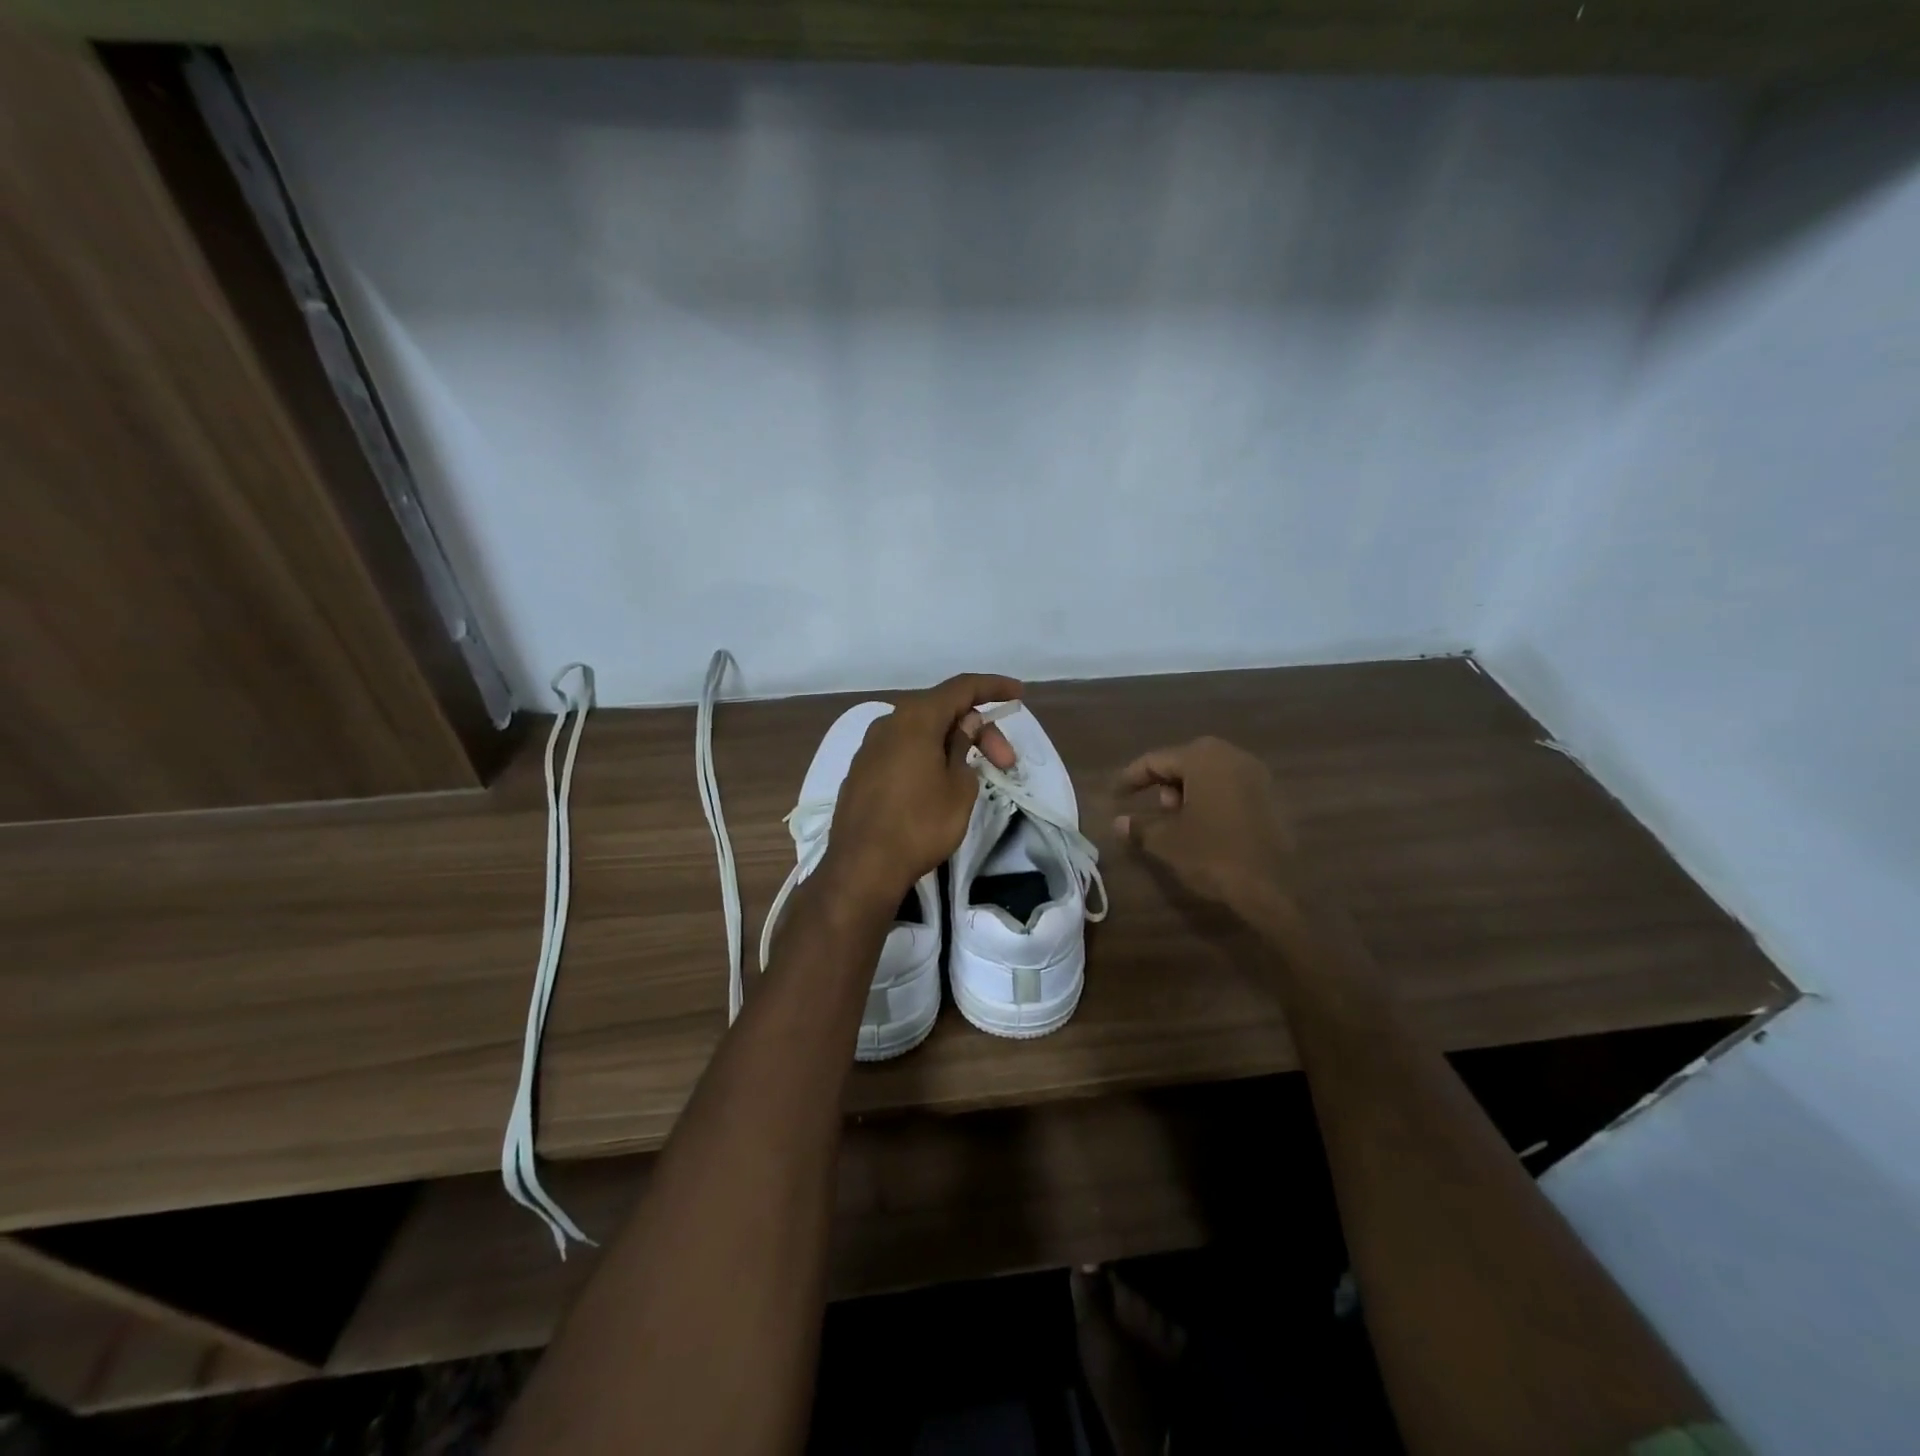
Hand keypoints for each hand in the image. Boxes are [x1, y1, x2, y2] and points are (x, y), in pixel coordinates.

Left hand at [822, 673, 1021, 907]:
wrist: (862, 867)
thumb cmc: (919, 825)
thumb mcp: (958, 787)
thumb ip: (963, 747)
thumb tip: (964, 724)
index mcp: (915, 718)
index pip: (961, 687)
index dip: (993, 687)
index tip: (1019, 694)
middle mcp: (888, 722)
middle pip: (941, 710)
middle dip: (978, 729)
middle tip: (1005, 762)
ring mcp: (870, 747)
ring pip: (920, 730)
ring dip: (952, 743)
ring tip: (974, 771)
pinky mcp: (861, 771)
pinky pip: (902, 749)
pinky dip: (927, 754)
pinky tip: (939, 780)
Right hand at [1113, 737, 1300, 929]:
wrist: (1274, 887)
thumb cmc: (1213, 854)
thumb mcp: (1167, 841)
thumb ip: (1139, 826)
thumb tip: (1118, 822)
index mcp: (1202, 758)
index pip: (1155, 761)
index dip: (1131, 778)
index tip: (1115, 796)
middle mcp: (1231, 755)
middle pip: (1184, 762)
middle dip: (1164, 784)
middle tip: (1154, 810)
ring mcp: (1256, 773)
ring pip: (1209, 773)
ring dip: (1188, 791)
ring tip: (1179, 822)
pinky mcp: (1272, 795)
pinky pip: (1230, 787)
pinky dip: (1212, 799)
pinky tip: (1206, 826)